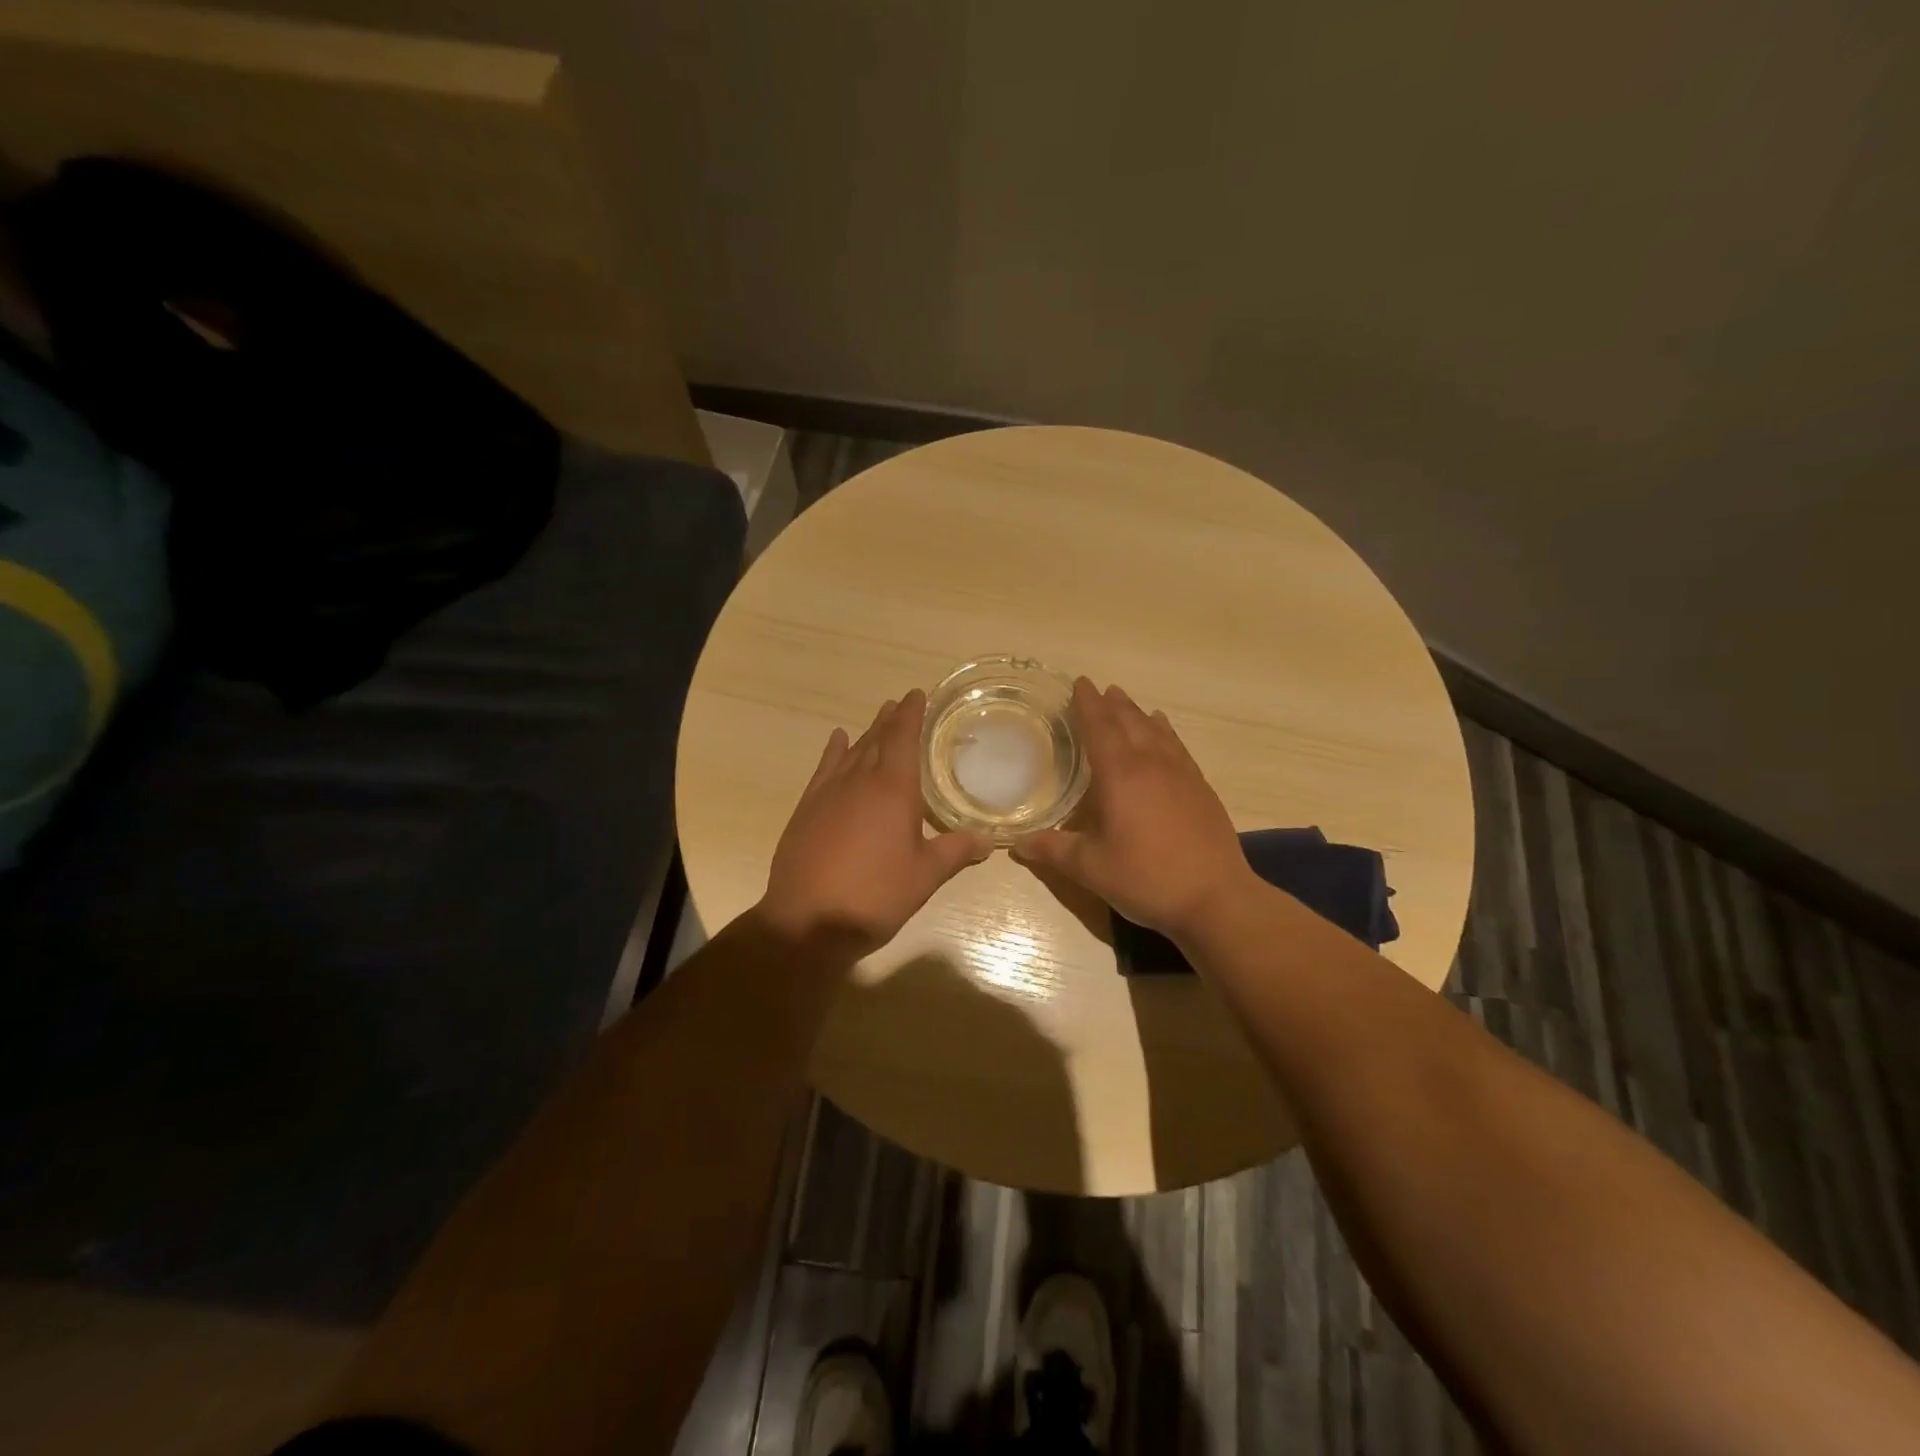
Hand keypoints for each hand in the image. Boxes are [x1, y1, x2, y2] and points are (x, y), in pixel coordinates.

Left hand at [758, 689, 991, 954]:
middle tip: (900, 704)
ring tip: (878, 718)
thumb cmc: (875, 895)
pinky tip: (837, 741)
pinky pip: (824, 768)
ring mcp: (829, 793)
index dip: (911, 715)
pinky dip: (833, 751)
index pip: (904, 739)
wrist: (808, 919)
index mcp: (893, 790)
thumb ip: (955, 852)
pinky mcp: (807, 808)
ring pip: (852, 751)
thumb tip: (988, 840)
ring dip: (867, 733)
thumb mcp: (924, 876)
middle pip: (877, 740)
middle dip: (891, 720)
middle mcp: (860, 781)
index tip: (916, 694)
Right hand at [1013, 679, 1254, 941]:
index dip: (1087, 704)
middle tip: (1097, 689)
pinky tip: (1162, 731)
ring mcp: (1181, 773)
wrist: (1215, 898)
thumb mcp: (1091, 868)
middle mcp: (1151, 764)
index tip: (1079, 683)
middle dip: (1110, 704)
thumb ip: (1054, 851)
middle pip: (1128, 722)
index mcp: (1120, 775)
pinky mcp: (1200, 787)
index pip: (1099, 728)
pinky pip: (1176, 746)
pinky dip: (1164, 731)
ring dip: (1136, 713)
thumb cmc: (1146, 878)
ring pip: (1155, 730)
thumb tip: (1018, 844)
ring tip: (1124, 701)